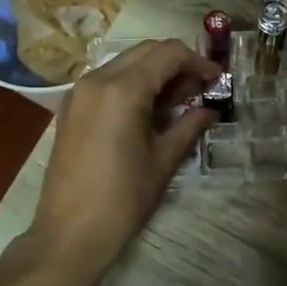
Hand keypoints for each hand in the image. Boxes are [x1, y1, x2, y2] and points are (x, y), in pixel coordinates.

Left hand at [30, 40, 217, 273]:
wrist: (69, 234)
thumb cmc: (122, 199)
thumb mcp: (163, 160)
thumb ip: (189, 126)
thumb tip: (211, 110)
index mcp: (122, 90)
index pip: (168, 53)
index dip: (198, 61)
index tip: (217, 80)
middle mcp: (97, 79)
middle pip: (146, 51)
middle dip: (177, 64)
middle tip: (199, 90)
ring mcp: (79, 92)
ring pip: (126, 63)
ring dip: (154, 73)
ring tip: (177, 102)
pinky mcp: (71, 107)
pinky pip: (108, 80)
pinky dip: (132, 84)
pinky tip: (148, 112)